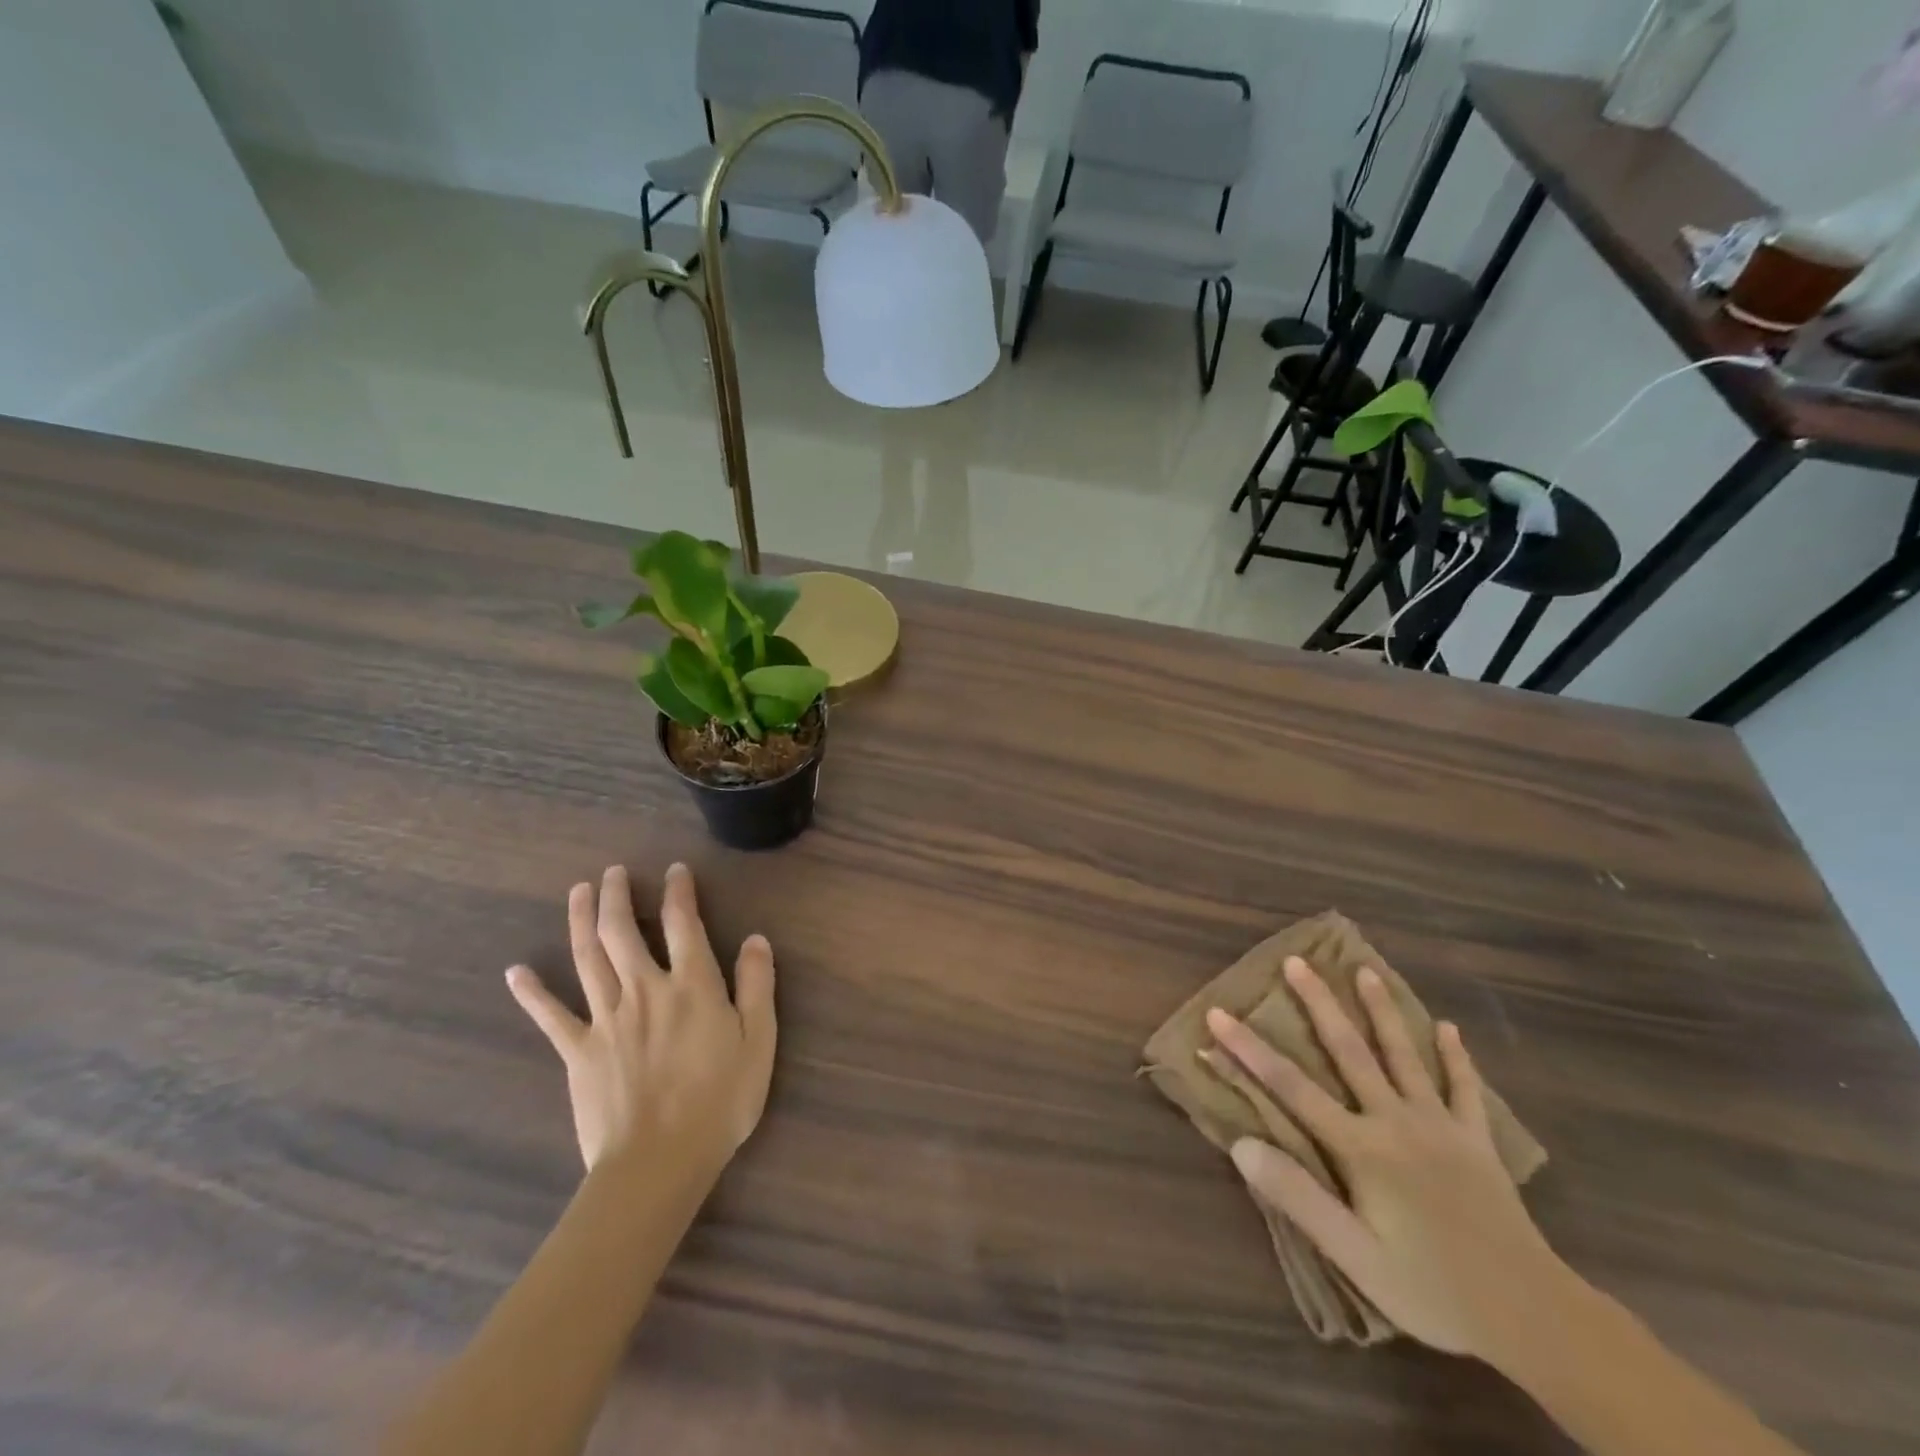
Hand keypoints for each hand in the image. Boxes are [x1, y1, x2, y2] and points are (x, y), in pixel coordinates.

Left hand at [507, 864, 775, 1178]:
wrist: (658, 1163)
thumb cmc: (719, 1101)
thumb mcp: (759, 1040)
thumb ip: (757, 985)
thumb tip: (755, 938)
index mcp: (691, 985)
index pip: (683, 924)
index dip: (679, 892)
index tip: (675, 870)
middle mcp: (645, 989)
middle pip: (623, 931)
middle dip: (617, 896)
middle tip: (613, 872)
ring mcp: (606, 1019)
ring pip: (587, 958)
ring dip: (580, 920)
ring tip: (578, 892)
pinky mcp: (578, 1051)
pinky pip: (550, 1016)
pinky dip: (532, 992)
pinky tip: (516, 972)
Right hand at [1209, 957, 1564, 1360]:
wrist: (1534, 1318)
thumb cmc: (1432, 1290)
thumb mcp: (1354, 1256)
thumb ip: (1298, 1197)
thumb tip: (1241, 1144)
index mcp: (1361, 1148)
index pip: (1290, 1087)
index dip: (1249, 1049)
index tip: (1218, 1014)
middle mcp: (1395, 1121)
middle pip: (1349, 1051)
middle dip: (1318, 1004)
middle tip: (1296, 962)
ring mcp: (1440, 1126)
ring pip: (1404, 1055)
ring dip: (1382, 1011)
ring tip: (1365, 970)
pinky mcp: (1477, 1142)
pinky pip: (1463, 1089)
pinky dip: (1455, 1057)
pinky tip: (1449, 1029)